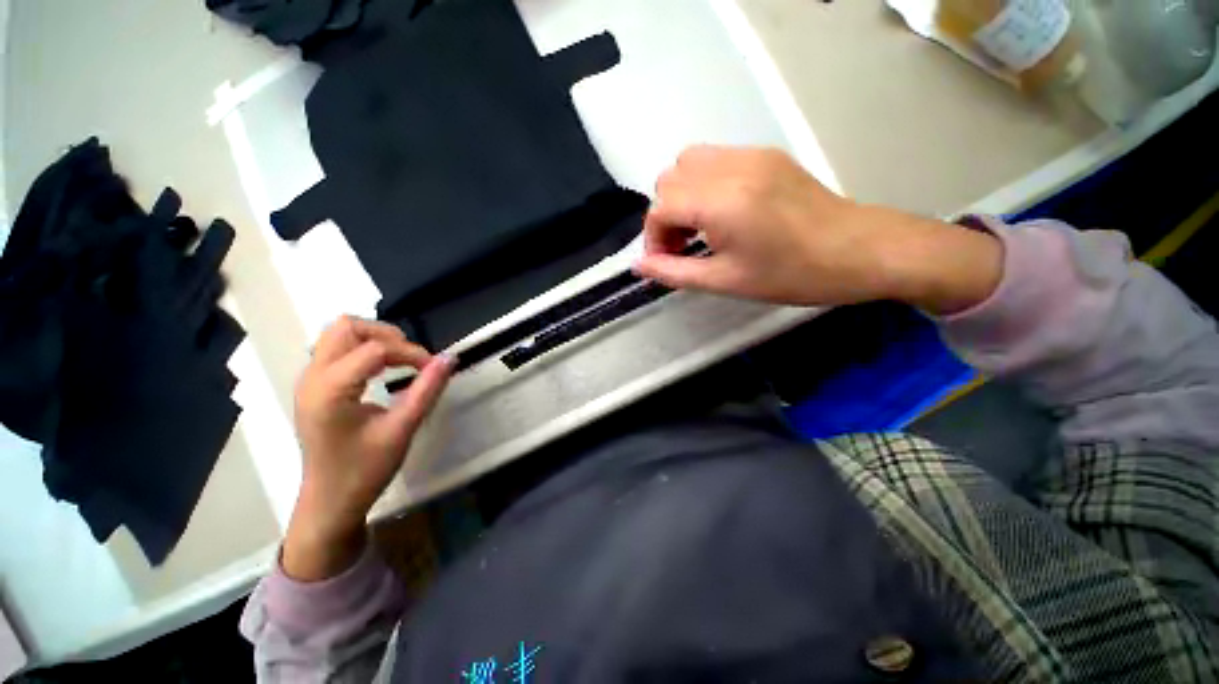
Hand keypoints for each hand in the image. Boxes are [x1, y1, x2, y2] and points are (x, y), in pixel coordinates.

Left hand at [283, 316, 453, 581]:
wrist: (330, 501)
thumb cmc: (364, 470)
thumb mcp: (402, 430)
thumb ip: (427, 390)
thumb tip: (450, 358)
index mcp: (330, 390)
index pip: (375, 349)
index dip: (411, 352)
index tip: (433, 368)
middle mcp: (312, 377)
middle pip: (347, 327)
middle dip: (386, 335)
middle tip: (412, 358)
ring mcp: (308, 380)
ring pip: (339, 333)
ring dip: (374, 339)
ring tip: (399, 361)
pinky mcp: (314, 385)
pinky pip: (337, 349)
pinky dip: (363, 349)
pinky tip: (381, 370)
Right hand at [634, 146, 1003, 314]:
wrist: (860, 250)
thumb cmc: (791, 275)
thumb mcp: (725, 281)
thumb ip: (674, 272)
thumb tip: (640, 265)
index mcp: (720, 201)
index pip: (659, 206)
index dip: (654, 237)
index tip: (667, 260)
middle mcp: (730, 167)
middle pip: (669, 179)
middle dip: (666, 215)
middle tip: (685, 245)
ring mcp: (751, 155)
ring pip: (689, 162)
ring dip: (683, 196)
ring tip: (701, 227)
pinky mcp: (766, 155)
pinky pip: (716, 159)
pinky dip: (704, 185)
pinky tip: (724, 212)